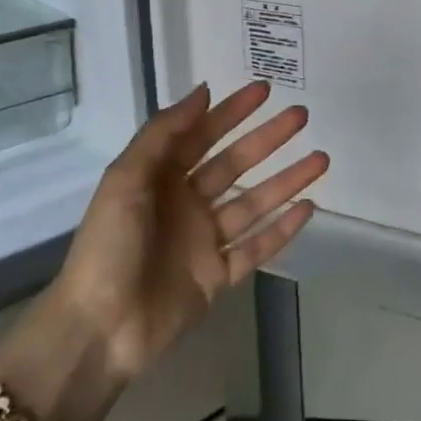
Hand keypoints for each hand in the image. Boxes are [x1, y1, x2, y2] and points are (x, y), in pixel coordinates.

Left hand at [0, 81, 323, 420]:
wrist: (99, 330)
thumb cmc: (108, 247)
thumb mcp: (125, 179)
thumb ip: (163, 133)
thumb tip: (203, 91)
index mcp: (159, 179)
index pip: (202, 135)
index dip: (232, 112)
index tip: (264, 90)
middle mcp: (185, 204)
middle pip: (235, 164)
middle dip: (267, 139)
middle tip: (301, 116)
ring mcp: (204, 241)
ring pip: (253, 202)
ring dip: (286, 180)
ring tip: (320, 159)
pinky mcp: (217, 277)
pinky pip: (256, 247)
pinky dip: (283, 229)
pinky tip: (309, 207)